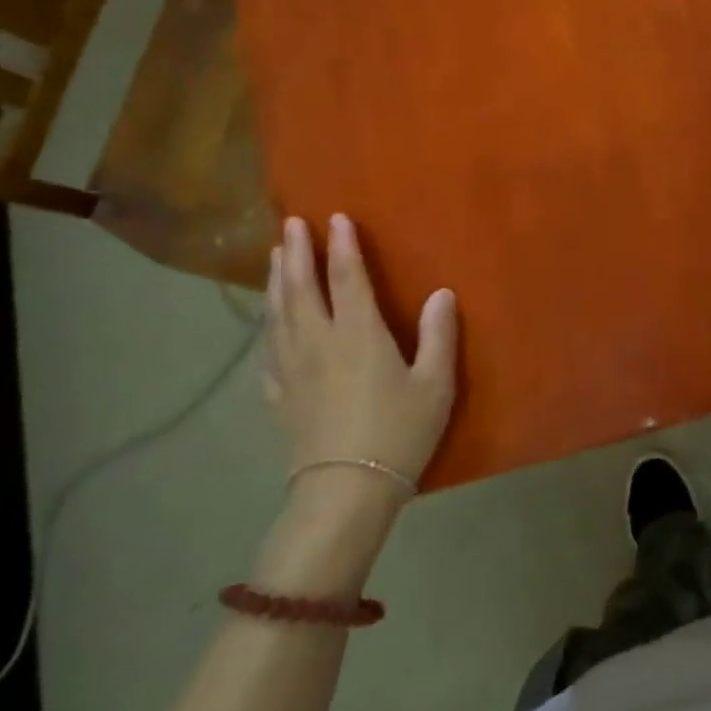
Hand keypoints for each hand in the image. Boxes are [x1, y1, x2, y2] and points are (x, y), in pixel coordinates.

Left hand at [266, 214, 459, 489]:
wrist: (346, 492)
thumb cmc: (399, 433)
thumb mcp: (435, 384)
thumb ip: (438, 335)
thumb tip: (442, 292)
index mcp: (359, 335)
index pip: (348, 278)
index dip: (342, 246)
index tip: (335, 218)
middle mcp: (319, 343)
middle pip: (301, 289)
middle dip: (296, 253)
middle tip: (290, 223)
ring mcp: (294, 370)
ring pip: (279, 315)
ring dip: (276, 282)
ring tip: (273, 258)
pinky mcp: (282, 397)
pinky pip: (270, 353)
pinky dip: (268, 331)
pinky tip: (269, 328)